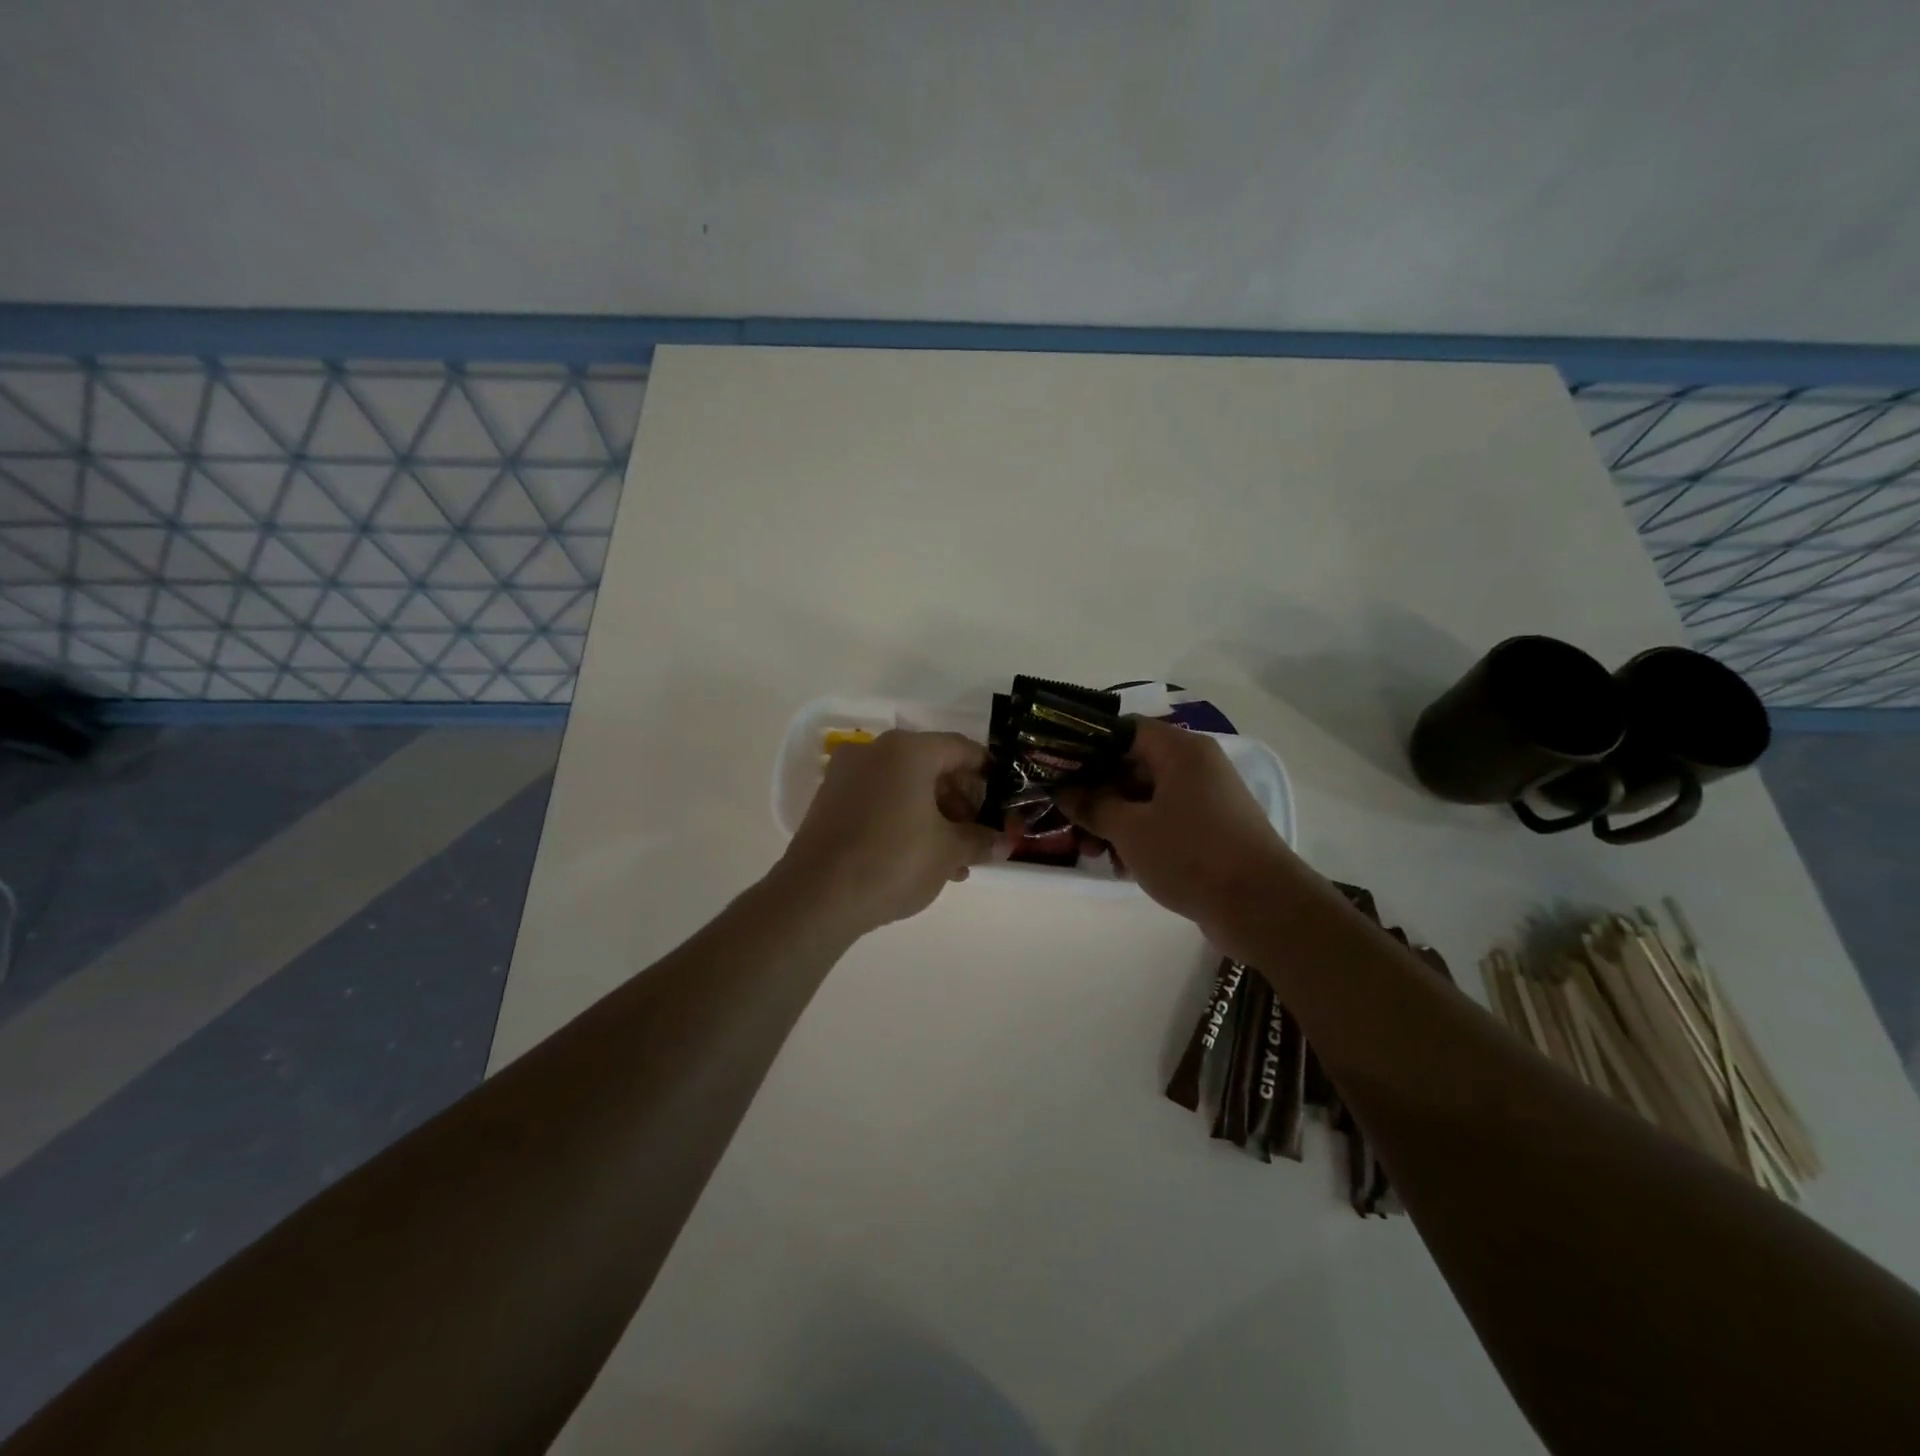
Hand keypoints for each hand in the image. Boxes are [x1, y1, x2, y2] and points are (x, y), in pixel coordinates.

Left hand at [776, 730, 996, 935]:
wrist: (817, 896)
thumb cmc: (893, 861)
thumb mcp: (948, 852)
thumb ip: (980, 840)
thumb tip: (1006, 842)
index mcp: (909, 750)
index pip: (962, 749)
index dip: (988, 774)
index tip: (1002, 802)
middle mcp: (875, 751)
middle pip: (932, 767)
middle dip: (960, 804)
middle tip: (976, 839)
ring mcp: (847, 775)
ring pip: (905, 787)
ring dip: (934, 817)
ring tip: (952, 861)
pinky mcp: (830, 801)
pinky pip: (879, 800)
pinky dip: (903, 820)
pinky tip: (918, 859)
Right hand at [1055, 718, 1312, 945]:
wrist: (1262, 908)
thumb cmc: (1191, 855)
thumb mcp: (1130, 829)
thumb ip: (1092, 805)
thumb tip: (1063, 789)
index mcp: (1179, 750)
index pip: (1122, 730)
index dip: (1087, 746)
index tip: (1056, 768)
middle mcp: (1194, 766)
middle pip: (1131, 766)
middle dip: (1096, 794)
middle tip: (1067, 820)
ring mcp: (1205, 799)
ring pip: (1145, 798)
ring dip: (1114, 822)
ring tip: (1092, 853)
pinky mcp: (1209, 830)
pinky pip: (1164, 822)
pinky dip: (1139, 837)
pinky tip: (1121, 867)